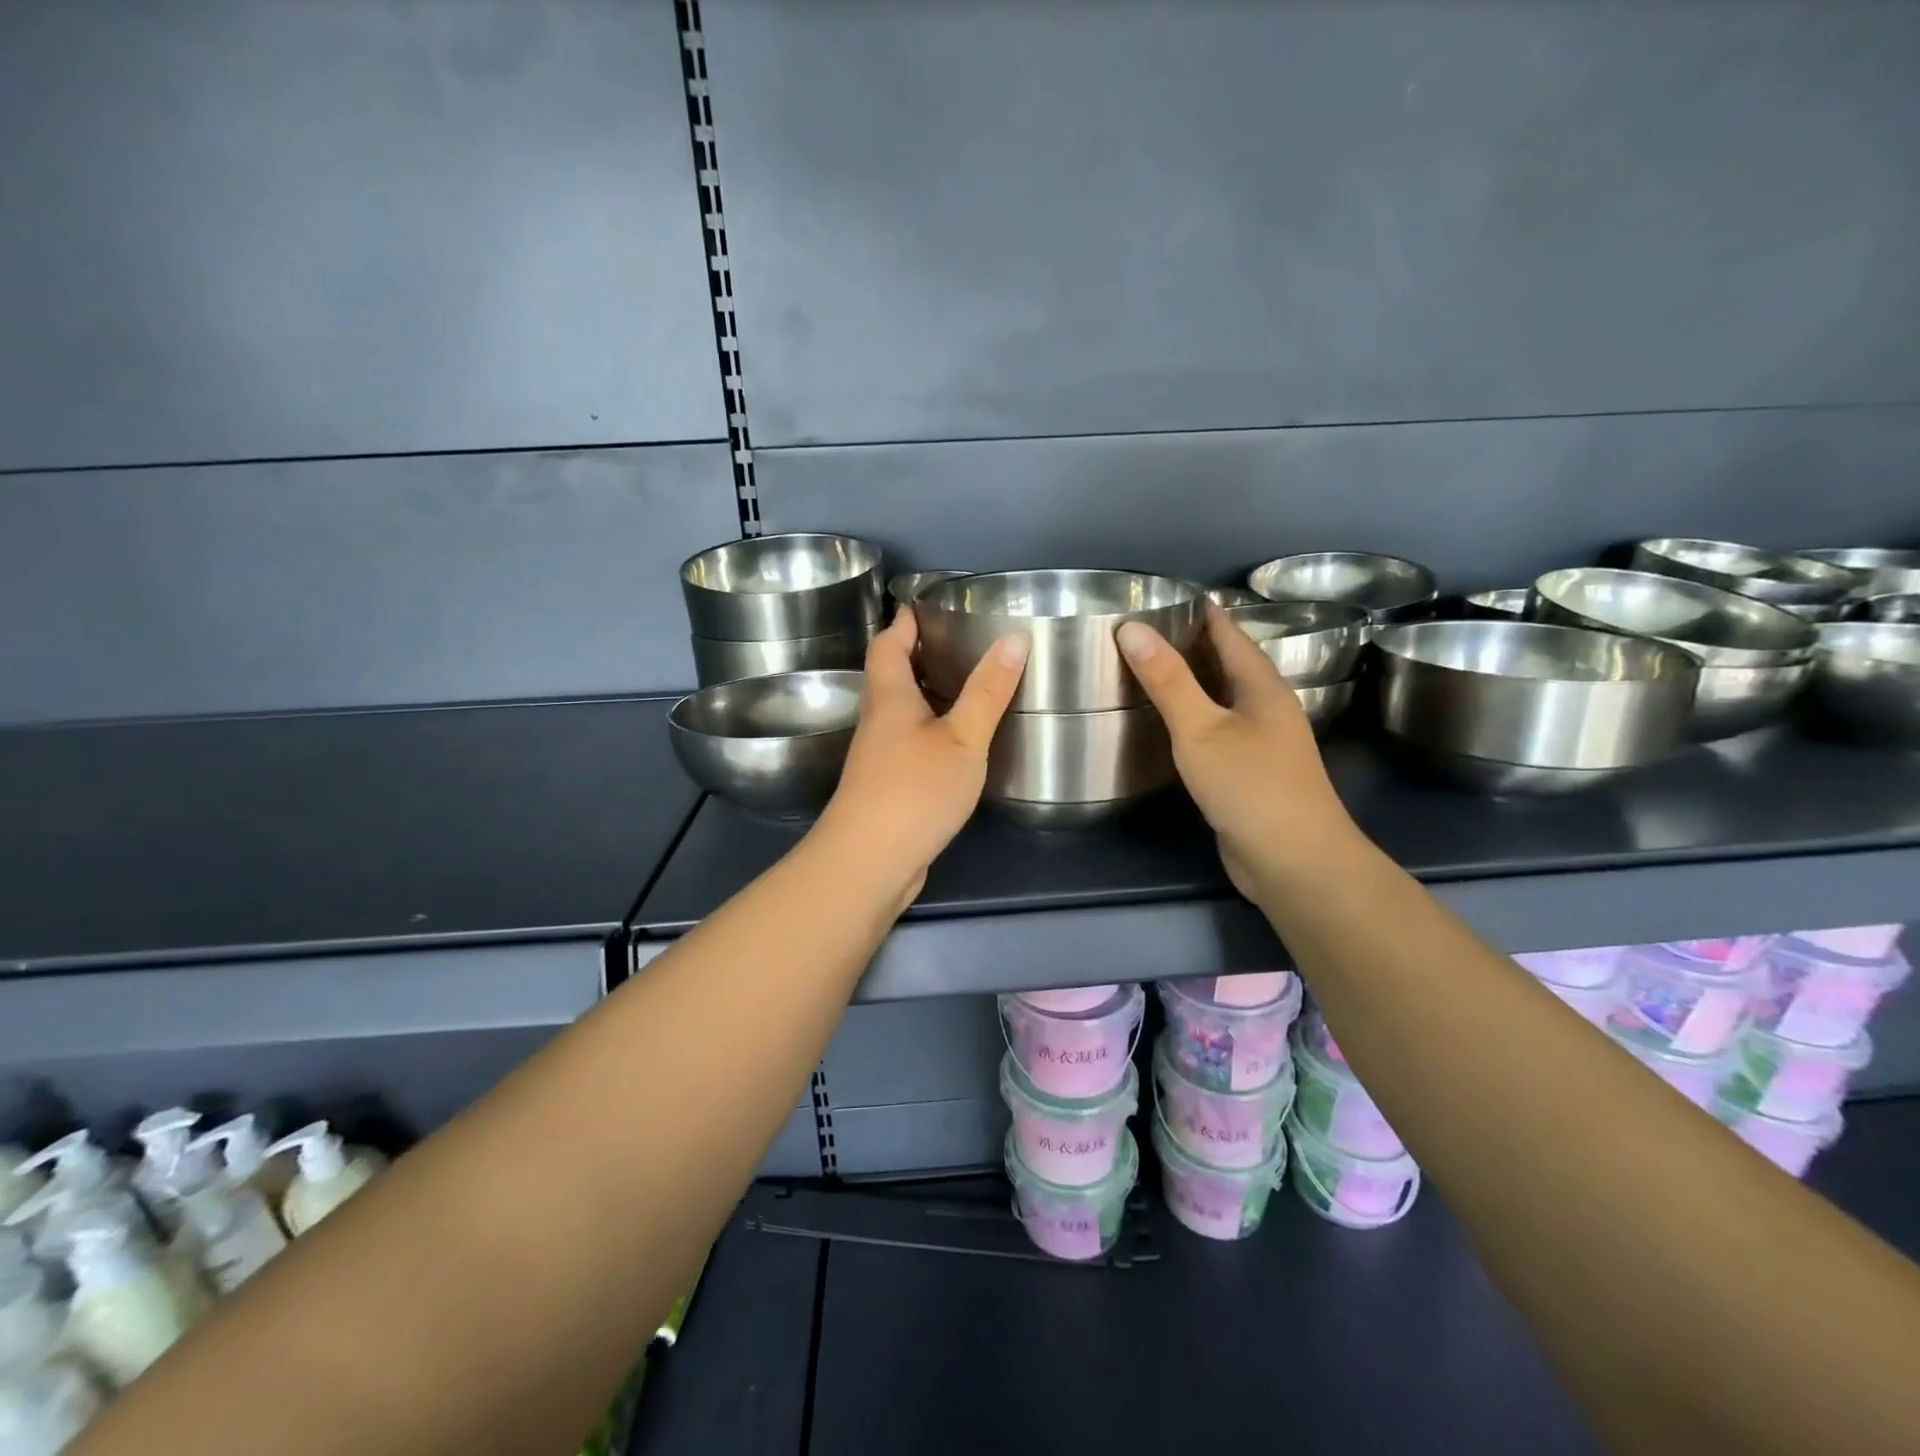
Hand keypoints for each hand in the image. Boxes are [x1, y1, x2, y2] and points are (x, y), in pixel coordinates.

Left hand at [816, 608, 1028, 908]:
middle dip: (918, 654)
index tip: (925, 605)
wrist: (870, 862)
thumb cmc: (915, 790)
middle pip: (891, 675)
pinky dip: (931, 730)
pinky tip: (958, 741)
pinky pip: (909, 742)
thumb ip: (987, 691)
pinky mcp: (886, 786)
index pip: (888, 644)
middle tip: (960, 642)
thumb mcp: (963, 738)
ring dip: (927, 694)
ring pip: (901, 711)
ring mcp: (878, 756)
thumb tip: (1013, 638)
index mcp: (889, 697)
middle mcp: (878, 721)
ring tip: (968, 685)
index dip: (903, 621)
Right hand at [1117, 602, 1355, 902]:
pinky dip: (1195, 718)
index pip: (1229, 633)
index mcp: (1262, 686)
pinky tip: (1171, 726)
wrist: (1294, 860)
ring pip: (1224, 699)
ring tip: (1151, 671)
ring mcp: (1264, 742)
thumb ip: (1167, 680)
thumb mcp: (1200, 729)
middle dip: (1192, 645)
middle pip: (1228, 664)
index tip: (1163, 598)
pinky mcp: (1252, 773)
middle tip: (1144, 633)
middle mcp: (1267, 708)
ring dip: (1193, 683)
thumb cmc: (1250, 786)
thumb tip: (1132, 628)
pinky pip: (1220, 730)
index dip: (1200, 612)